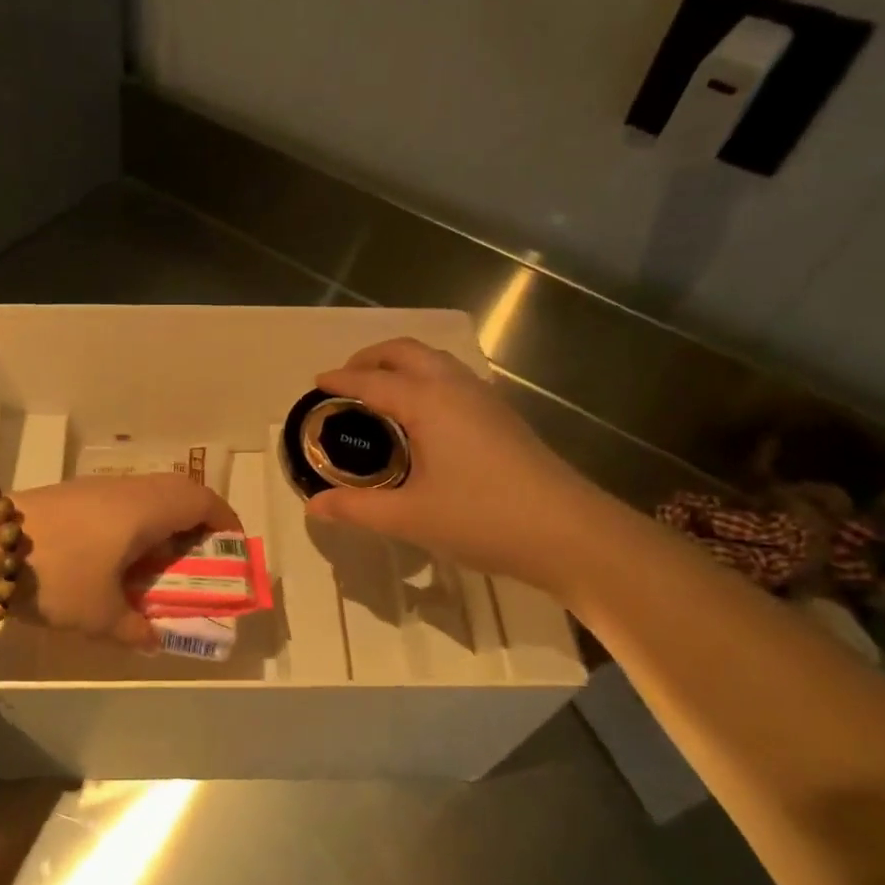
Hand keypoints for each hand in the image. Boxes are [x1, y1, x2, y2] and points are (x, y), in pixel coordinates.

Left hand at [16, 474, 238, 647]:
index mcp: (148, 509)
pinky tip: (112, 554)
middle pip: (177, 490)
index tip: (231, 547)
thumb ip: (135, 629)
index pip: (202, 500)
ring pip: (145, 494)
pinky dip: (131, 521)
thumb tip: (154, 640)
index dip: (224, 520)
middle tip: (196, 556)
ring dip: (160, 521)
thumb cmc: (59, 575)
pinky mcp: (70, 494)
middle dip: (194, 521)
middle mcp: (128, 489)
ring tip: (155, 560)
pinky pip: (119, 500)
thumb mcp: (100, 615)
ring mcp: (96, 488)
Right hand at [304, 337, 608, 594]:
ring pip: (435, 361)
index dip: (341, 379)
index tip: (316, 382)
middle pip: (406, 352)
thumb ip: (357, 508)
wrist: (569, 532)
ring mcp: (484, 398)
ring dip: (402, 364)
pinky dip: (425, 379)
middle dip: (371, 357)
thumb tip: (315, 505)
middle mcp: (454, 387)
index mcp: (427, 402)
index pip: (372, 381)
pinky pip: (453, 378)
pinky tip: (423, 415)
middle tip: (346, 379)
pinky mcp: (502, 415)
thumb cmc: (483, 518)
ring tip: (380, 391)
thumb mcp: (410, 518)